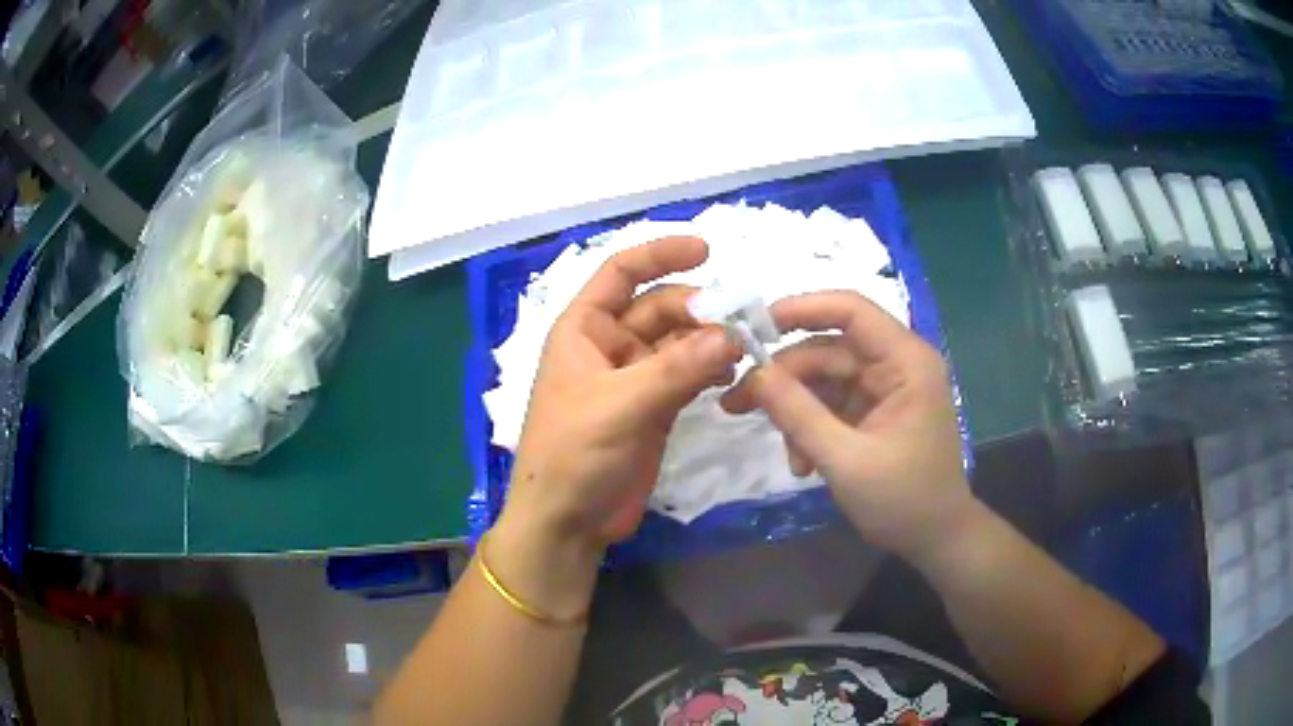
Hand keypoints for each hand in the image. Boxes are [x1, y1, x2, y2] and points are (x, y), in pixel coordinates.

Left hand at [500, 237, 741, 552]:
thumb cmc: (573, 454)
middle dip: (699, 308)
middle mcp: (610, 345)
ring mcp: (635, 376)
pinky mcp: (656, 407)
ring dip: (710, 339)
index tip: (706, 249)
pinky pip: (689, 374)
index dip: (660, 254)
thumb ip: (676, 368)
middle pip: (661, 307)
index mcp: (584, 329)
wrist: (567, 521)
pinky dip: (711, 369)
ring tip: (744, 349)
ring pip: (680, 341)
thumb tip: (731, 333)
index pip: (621, 273)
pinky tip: (733, 373)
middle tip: (741, 323)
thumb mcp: (620, 405)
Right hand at [720, 291, 972, 559]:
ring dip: (796, 411)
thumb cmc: (903, 500)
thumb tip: (753, 374)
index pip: (852, 310)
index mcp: (906, 361)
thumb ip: (798, 414)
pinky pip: (832, 404)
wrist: (936, 539)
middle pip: (829, 349)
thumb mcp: (845, 460)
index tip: (754, 328)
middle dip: (784, 377)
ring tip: (785, 453)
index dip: (802, 309)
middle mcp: (897, 364)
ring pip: (825, 378)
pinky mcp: (875, 411)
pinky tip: (803, 463)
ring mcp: (885, 389)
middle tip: (736, 402)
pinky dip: (811, 427)